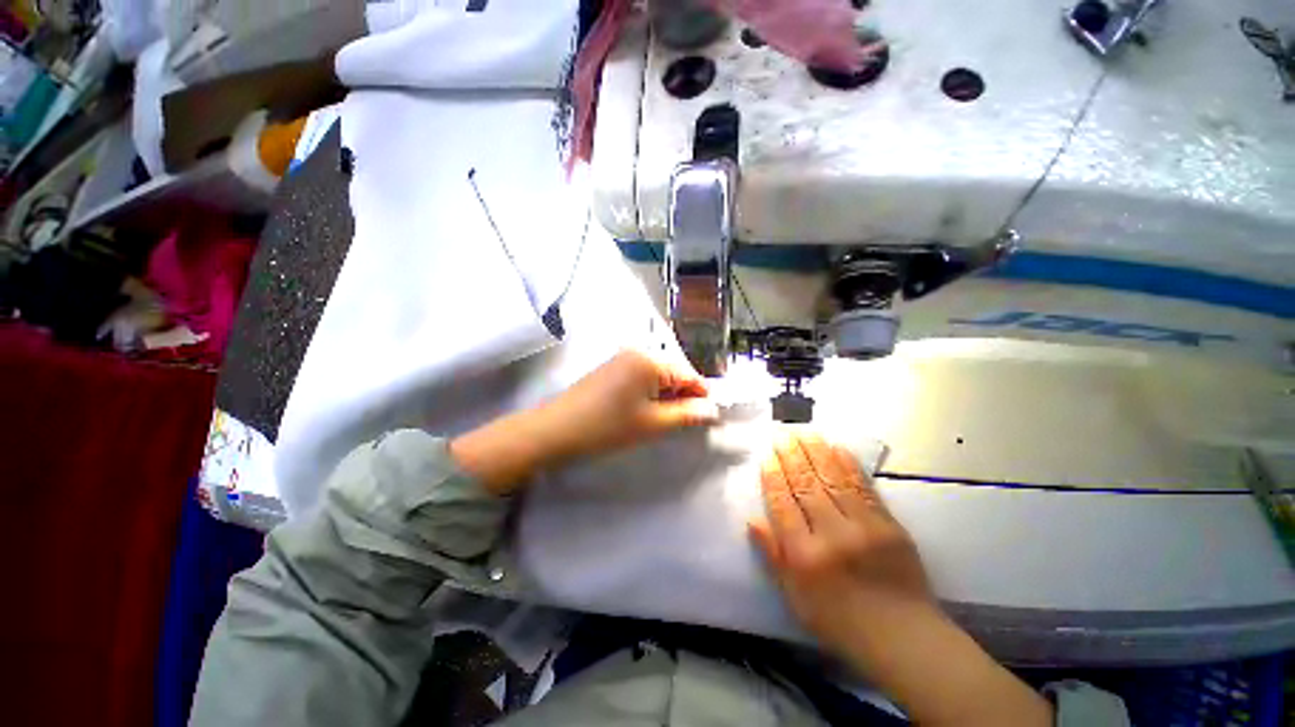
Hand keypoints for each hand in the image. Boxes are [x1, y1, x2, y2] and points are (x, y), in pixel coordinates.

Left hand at [451, 350, 717, 494]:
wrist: (556, 430)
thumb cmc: (608, 427)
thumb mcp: (653, 424)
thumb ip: (687, 415)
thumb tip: (713, 410)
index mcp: (651, 360)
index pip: (689, 374)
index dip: (701, 396)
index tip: (709, 418)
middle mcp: (638, 352)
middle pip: (673, 373)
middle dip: (682, 397)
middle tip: (684, 425)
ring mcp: (621, 359)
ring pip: (657, 377)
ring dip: (666, 397)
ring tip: (663, 421)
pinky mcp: (611, 369)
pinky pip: (641, 378)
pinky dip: (649, 395)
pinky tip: (643, 412)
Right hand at [749, 431, 932, 656]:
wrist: (905, 638)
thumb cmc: (841, 622)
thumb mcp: (796, 598)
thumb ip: (773, 556)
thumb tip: (753, 520)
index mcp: (804, 556)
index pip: (782, 505)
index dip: (773, 478)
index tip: (766, 457)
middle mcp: (831, 535)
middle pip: (805, 486)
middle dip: (791, 456)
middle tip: (782, 434)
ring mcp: (863, 527)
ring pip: (832, 480)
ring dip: (816, 452)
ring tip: (804, 431)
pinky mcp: (888, 525)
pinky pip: (864, 488)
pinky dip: (848, 465)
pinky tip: (837, 448)